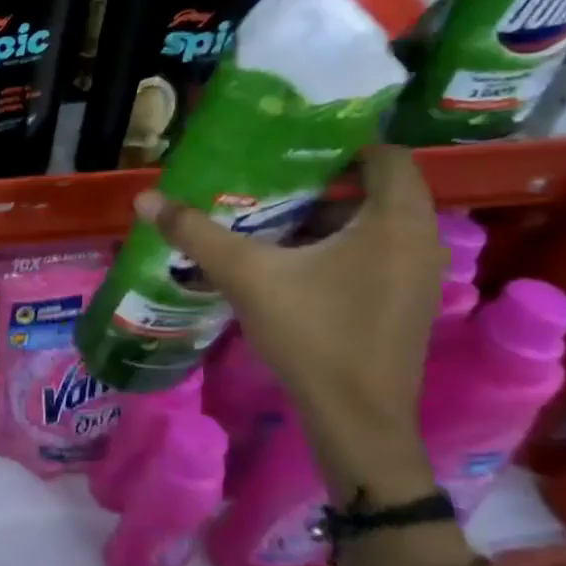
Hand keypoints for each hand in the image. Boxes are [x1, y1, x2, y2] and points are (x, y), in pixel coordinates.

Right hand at [137, 146, 443, 501]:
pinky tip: (292, 260)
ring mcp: (418, 275)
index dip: (340, 145)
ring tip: (271, 214)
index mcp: (396, 222)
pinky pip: (377, 252)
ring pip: (376, 223)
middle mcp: (420, 241)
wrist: (356, 420)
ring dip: (329, 215)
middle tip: (269, 179)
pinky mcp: (406, 302)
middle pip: (377, 188)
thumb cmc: (313, 335)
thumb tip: (145, 198)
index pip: (385, 155)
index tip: (289, 150)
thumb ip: (196, 233)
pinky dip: (340, 245)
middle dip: (323, 181)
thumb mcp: (246, 275)